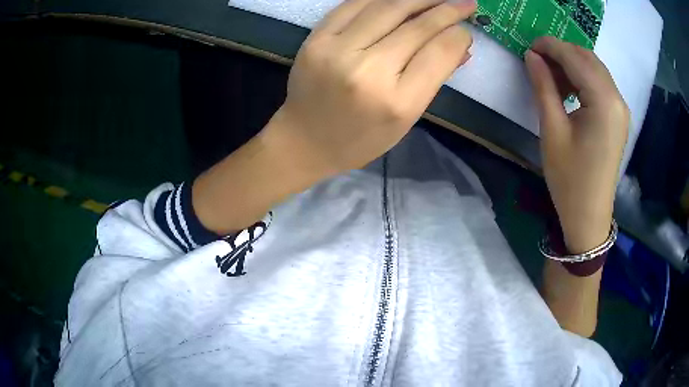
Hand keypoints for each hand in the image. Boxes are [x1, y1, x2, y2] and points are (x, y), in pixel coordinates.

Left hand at [268, 0, 475, 176]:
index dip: (457, 35)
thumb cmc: (360, 139)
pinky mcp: (316, 39)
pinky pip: (355, 5)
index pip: (438, 53)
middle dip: (446, 9)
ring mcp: (337, 50)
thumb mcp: (406, 120)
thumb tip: (461, 45)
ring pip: (387, 7)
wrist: (304, 140)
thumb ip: (434, 79)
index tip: (466, 28)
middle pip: (416, 27)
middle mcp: (368, 71)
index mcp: (397, 102)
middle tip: (464, 2)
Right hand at [525, 37, 628, 252]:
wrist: (589, 216)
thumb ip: (543, 86)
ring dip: (572, 64)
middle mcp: (617, 99)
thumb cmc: (569, 179)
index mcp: (604, 101)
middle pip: (588, 58)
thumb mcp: (552, 130)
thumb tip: (531, 56)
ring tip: (550, 76)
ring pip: (595, 69)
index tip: (528, 47)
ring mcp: (620, 109)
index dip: (550, 46)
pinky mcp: (618, 117)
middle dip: (561, 52)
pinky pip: (600, 84)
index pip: (575, 57)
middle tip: (537, 60)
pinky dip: (583, 78)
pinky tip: (569, 89)